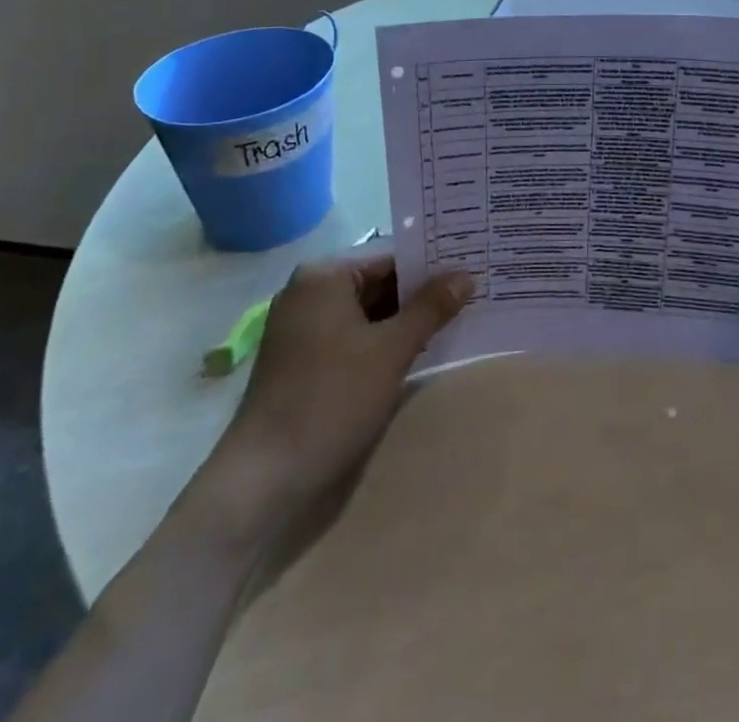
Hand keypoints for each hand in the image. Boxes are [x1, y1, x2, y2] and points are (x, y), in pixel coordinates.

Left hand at [196, 254, 472, 543]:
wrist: (263, 480)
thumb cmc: (330, 400)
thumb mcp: (391, 350)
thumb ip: (431, 308)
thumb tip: (467, 275)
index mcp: (324, 276)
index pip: (391, 257)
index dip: (433, 264)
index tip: (473, 268)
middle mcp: (310, 292)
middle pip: (379, 282)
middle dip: (422, 293)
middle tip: (474, 292)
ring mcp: (304, 329)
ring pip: (368, 312)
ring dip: (406, 320)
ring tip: (458, 318)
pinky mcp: (304, 361)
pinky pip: (354, 337)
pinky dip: (383, 342)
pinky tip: (420, 350)